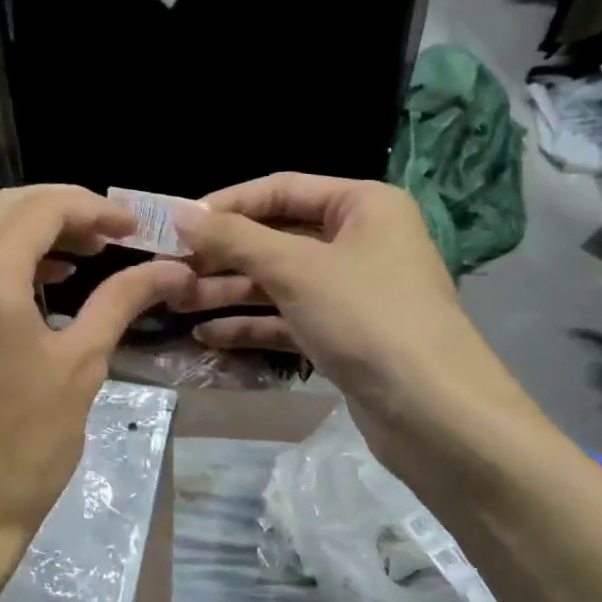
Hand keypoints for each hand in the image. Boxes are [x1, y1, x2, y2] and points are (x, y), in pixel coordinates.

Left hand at [0, 185, 192, 589]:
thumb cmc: (29, 445)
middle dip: (63, 210)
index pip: (40, 209)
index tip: (131, 227)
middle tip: (110, 234)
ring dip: (34, 231)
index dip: (92, 207)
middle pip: (5, 208)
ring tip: (86, 254)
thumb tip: (172, 268)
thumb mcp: (83, 364)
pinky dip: (6, 258)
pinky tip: (44, 281)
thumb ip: (123, 301)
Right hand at [178, 173, 535, 474]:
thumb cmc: (367, 318)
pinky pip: (289, 319)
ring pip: (279, 283)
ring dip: (229, 292)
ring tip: (177, 304)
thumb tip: (180, 213)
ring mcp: (352, 292)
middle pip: (277, 238)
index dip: (227, 204)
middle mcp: (360, 241)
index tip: (177, 223)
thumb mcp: (295, 269)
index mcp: (363, 205)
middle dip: (223, 255)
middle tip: (168, 269)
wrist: (433, 412)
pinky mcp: (344, 335)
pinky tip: (208, 338)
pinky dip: (252, 326)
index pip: (281, 189)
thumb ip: (235, 238)